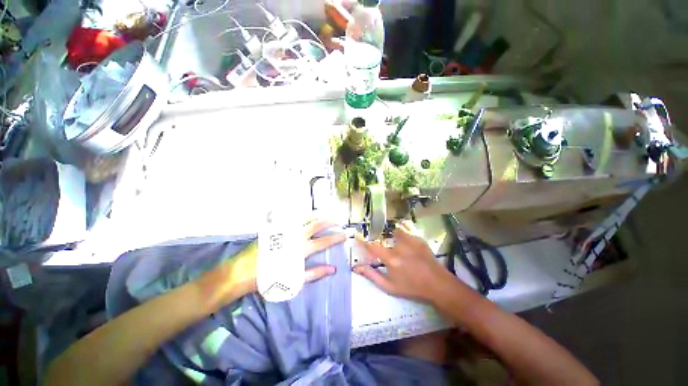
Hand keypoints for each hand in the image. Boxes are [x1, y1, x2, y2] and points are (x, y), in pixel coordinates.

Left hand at [202, 220, 346, 308]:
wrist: (242, 272)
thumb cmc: (269, 279)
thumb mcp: (295, 281)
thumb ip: (315, 273)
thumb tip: (333, 269)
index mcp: (301, 250)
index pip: (324, 241)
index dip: (336, 237)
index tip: (344, 235)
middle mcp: (295, 236)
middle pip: (317, 224)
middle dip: (330, 221)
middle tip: (338, 220)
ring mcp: (285, 229)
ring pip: (305, 218)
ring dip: (317, 216)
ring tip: (324, 216)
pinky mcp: (276, 227)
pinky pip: (291, 218)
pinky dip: (301, 216)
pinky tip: (304, 216)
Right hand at [354, 222, 459, 302]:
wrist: (437, 285)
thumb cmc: (412, 288)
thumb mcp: (389, 287)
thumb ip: (372, 276)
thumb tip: (357, 267)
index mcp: (391, 259)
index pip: (372, 246)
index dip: (364, 242)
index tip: (358, 237)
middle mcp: (399, 246)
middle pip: (385, 241)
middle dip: (385, 247)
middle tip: (392, 257)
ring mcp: (410, 241)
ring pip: (396, 235)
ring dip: (395, 241)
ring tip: (403, 253)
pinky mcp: (418, 239)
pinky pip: (406, 235)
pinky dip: (404, 239)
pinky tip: (411, 250)